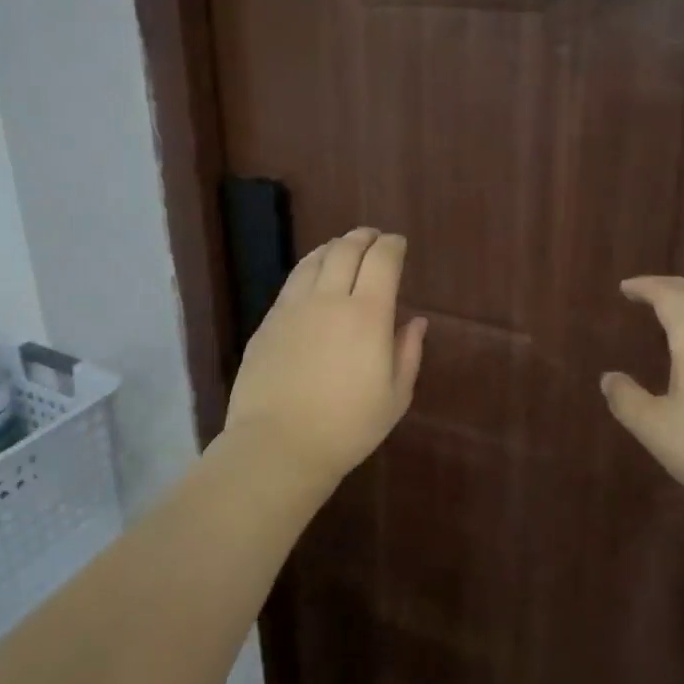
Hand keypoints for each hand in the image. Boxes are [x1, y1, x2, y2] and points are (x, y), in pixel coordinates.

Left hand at [223, 227, 427, 489]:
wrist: (278, 446)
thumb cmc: (348, 427)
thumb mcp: (395, 396)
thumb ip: (408, 353)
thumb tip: (414, 322)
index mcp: (368, 315)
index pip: (382, 260)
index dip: (392, 245)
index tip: (398, 244)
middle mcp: (330, 299)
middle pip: (347, 249)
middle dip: (364, 237)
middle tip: (373, 238)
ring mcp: (293, 308)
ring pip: (315, 260)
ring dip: (334, 246)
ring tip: (343, 248)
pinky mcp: (268, 322)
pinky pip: (293, 281)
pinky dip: (310, 267)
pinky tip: (313, 276)